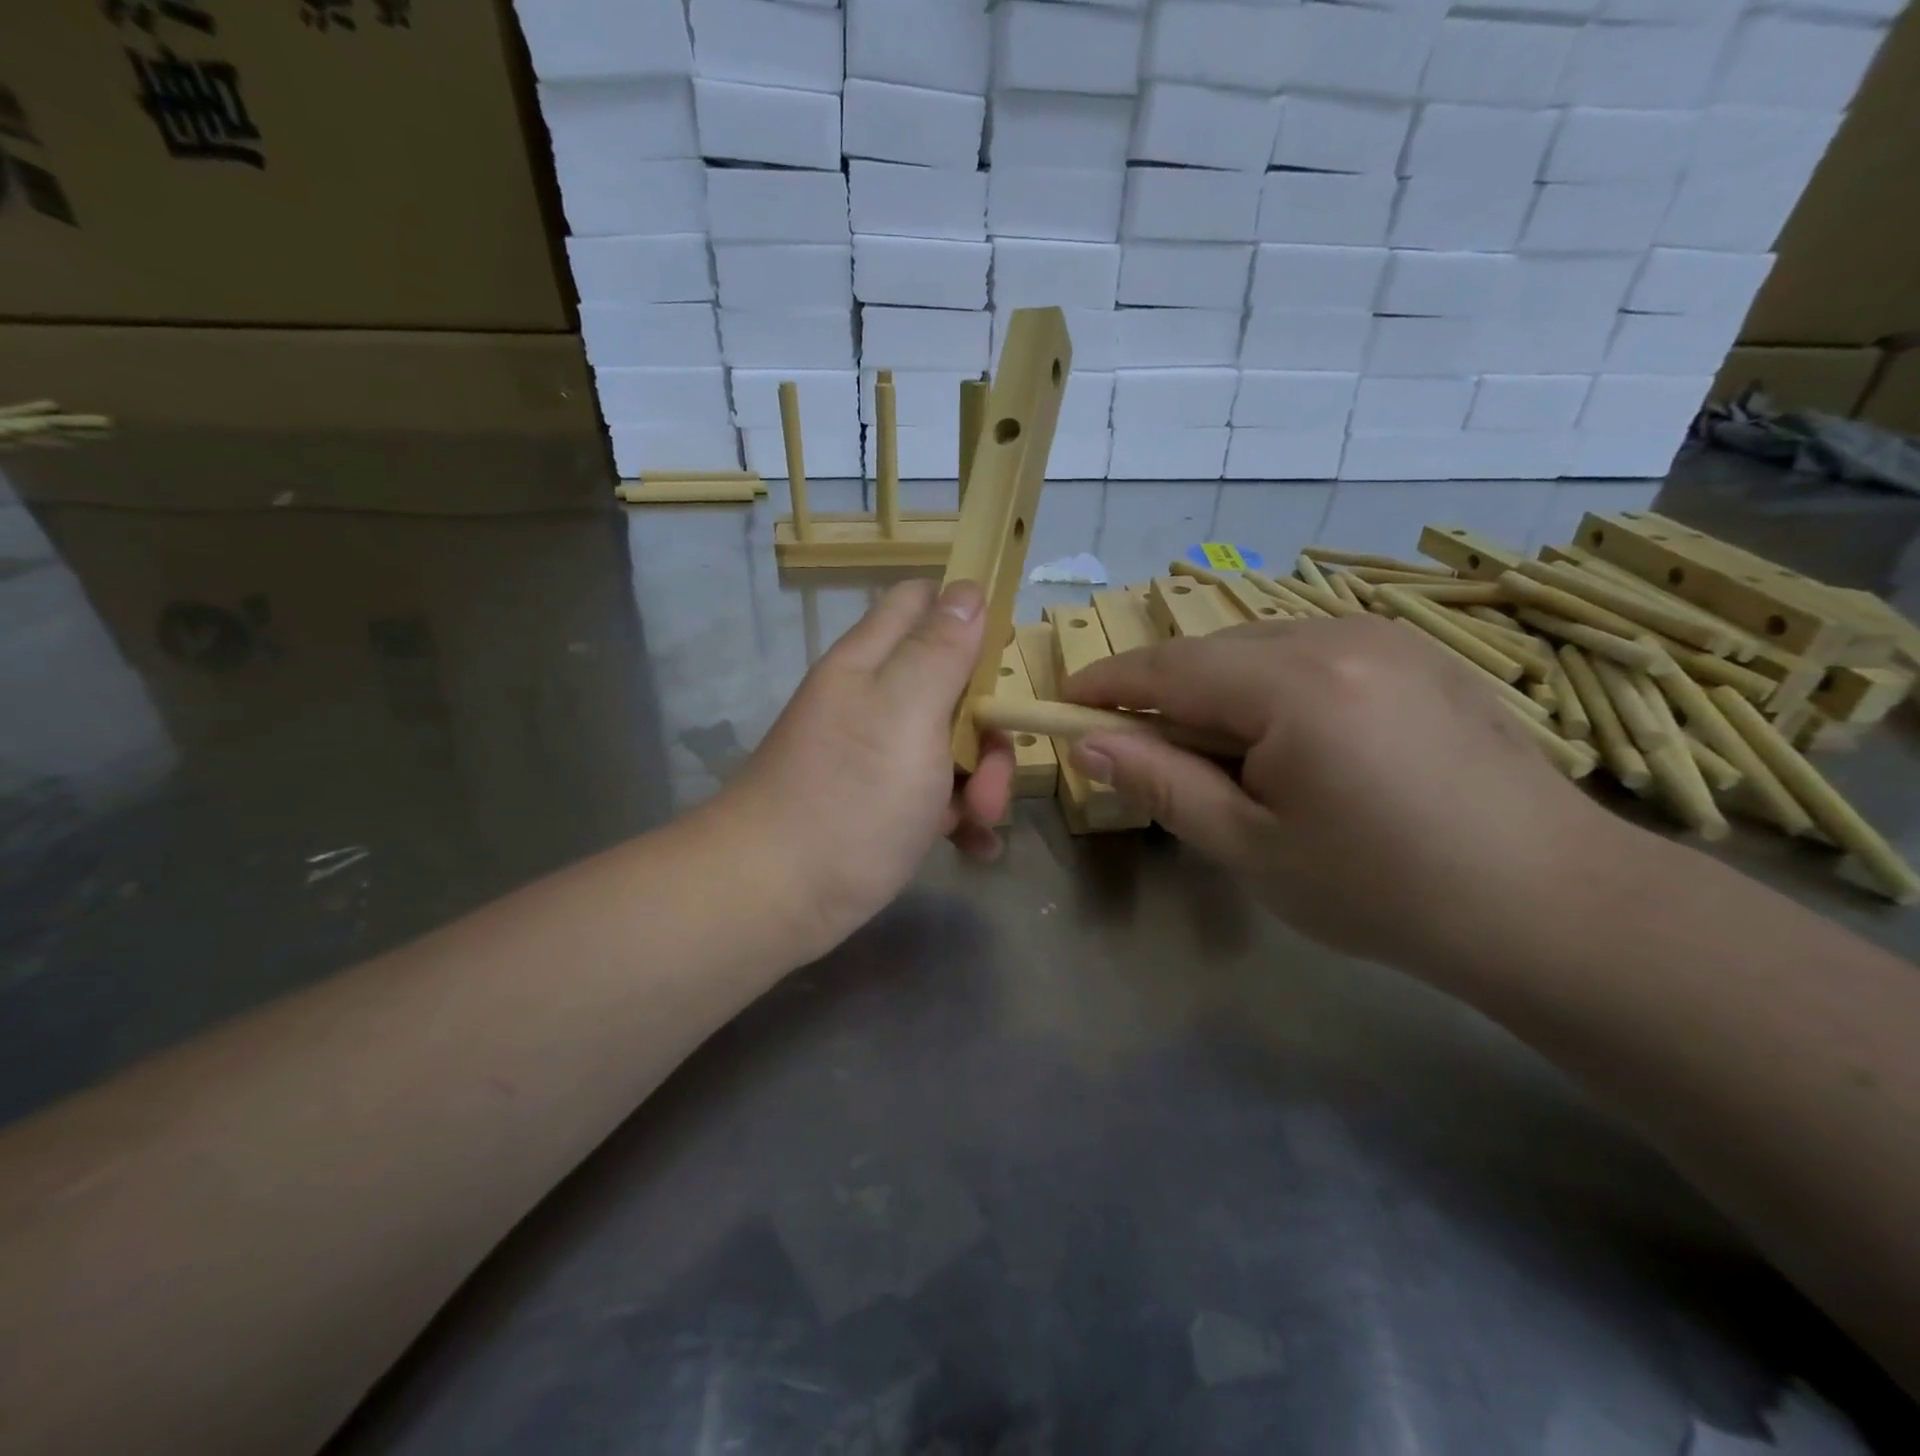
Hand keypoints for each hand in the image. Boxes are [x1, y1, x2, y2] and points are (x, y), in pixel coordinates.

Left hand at [722, 579, 1014, 959]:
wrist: (774, 898)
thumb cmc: (848, 798)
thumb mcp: (905, 713)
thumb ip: (939, 650)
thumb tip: (968, 588)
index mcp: (872, 663)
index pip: (922, 602)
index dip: (969, 614)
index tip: (1004, 658)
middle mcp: (874, 701)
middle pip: (951, 682)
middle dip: (986, 721)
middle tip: (992, 768)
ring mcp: (876, 756)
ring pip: (950, 744)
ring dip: (983, 778)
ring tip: (982, 821)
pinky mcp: (881, 806)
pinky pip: (936, 795)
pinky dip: (963, 816)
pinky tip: (977, 846)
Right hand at [1062, 613, 1627, 973]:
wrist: (1553, 905)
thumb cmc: (1384, 889)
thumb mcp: (1252, 847)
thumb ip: (1163, 784)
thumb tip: (1090, 745)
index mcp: (1294, 684)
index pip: (1169, 667)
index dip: (1108, 682)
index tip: (1064, 700)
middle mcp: (1338, 636)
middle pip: (1214, 650)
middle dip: (1163, 691)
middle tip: (1138, 746)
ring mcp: (1385, 638)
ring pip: (1262, 647)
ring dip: (1219, 690)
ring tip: (1217, 755)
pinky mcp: (1417, 655)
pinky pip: (1312, 653)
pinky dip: (1271, 686)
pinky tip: (1288, 741)